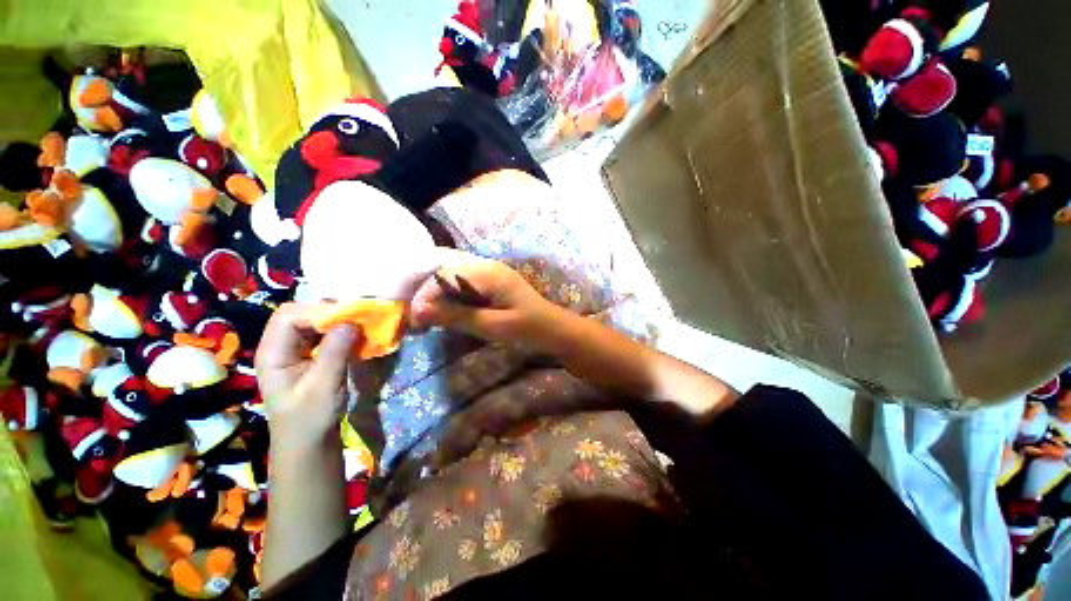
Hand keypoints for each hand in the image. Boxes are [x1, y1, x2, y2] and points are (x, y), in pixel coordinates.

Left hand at [255, 303, 358, 448]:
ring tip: (361, 323)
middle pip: (301, 314)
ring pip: (315, 322)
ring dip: (338, 321)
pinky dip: (341, 331)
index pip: (288, 316)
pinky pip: (325, 334)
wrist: (309, 442)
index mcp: (273, 353)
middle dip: (330, 312)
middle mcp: (281, 346)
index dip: (317, 311)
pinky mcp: (310, 355)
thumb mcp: (323, 387)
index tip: (350, 315)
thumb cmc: (309, 419)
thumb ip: (334, 353)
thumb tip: (352, 322)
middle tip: (359, 316)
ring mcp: (295, 350)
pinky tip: (357, 335)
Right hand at [410, 248, 558, 343]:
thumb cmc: (529, 328)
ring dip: (436, 293)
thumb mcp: (493, 326)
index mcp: (488, 272)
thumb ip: (456, 316)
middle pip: (445, 268)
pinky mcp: (491, 283)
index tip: (415, 319)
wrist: (555, 330)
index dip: (425, 294)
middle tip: (416, 315)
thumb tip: (417, 312)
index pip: (444, 274)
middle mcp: (486, 266)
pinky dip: (449, 296)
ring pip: (451, 275)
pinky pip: (462, 283)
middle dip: (426, 290)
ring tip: (426, 315)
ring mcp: (489, 273)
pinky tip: (445, 311)